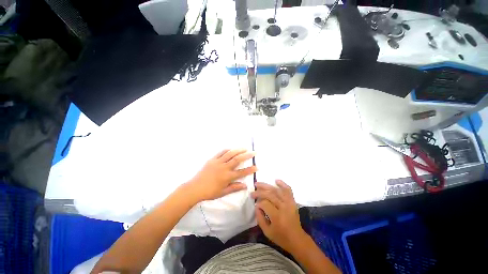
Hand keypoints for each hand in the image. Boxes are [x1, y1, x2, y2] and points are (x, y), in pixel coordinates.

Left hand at [187, 149, 256, 201]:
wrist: (195, 188)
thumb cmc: (210, 192)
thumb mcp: (223, 192)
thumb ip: (235, 188)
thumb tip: (245, 185)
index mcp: (227, 177)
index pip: (241, 172)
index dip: (250, 169)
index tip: (257, 167)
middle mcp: (224, 168)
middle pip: (237, 159)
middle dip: (247, 155)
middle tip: (254, 152)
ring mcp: (218, 162)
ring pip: (230, 154)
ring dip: (238, 150)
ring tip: (245, 148)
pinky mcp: (212, 159)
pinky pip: (221, 152)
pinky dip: (227, 150)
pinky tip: (231, 149)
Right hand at [251, 180, 307, 253]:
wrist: (297, 239)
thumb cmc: (281, 237)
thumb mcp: (267, 232)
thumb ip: (260, 218)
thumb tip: (256, 206)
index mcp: (277, 216)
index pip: (265, 204)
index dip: (258, 203)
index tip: (255, 205)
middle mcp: (284, 207)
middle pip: (270, 195)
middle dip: (259, 192)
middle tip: (252, 192)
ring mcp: (289, 203)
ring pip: (277, 190)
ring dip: (267, 186)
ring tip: (258, 183)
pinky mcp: (293, 202)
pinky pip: (288, 190)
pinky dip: (283, 184)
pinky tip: (276, 180)